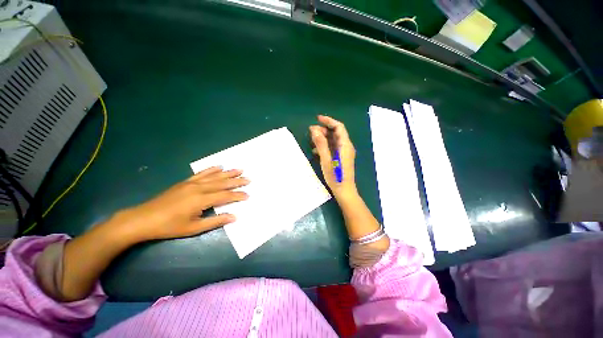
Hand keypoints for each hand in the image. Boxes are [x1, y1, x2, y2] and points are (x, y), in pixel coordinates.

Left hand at [114, 166, 248, 242]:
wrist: (143, 219)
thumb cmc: (169, 226)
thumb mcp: (193, 228)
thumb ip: (215, 221)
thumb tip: (234, 216)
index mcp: (201, 200)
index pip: (225, 196)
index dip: (237, 195)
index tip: (248, 195)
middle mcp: (199, 188)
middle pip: (222, 183)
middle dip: (237, 181)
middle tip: (248, 179)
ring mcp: (191, 183)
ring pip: (214, 176)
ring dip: (228, 173)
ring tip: (239, 170)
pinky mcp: (185, 182)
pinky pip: (202, 173)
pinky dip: (212, 169)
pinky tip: (219, 167)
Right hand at [310, 115, 356, 199]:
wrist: (344, 191)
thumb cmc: (335, 176)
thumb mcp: (326, 159)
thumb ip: (321, 144)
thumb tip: (314, 130)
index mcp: (345, 145)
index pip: (339, 127)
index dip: (328, 121)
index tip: (317, 119)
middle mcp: (346, 147)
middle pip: (336, 133)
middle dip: (324, 130)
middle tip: (311, 131)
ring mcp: (344, 153)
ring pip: (333, 140)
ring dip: (323, 138)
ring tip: (312, 140)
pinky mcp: (341, 158)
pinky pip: (333, 148)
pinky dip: (325, 146)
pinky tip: (316, 151)